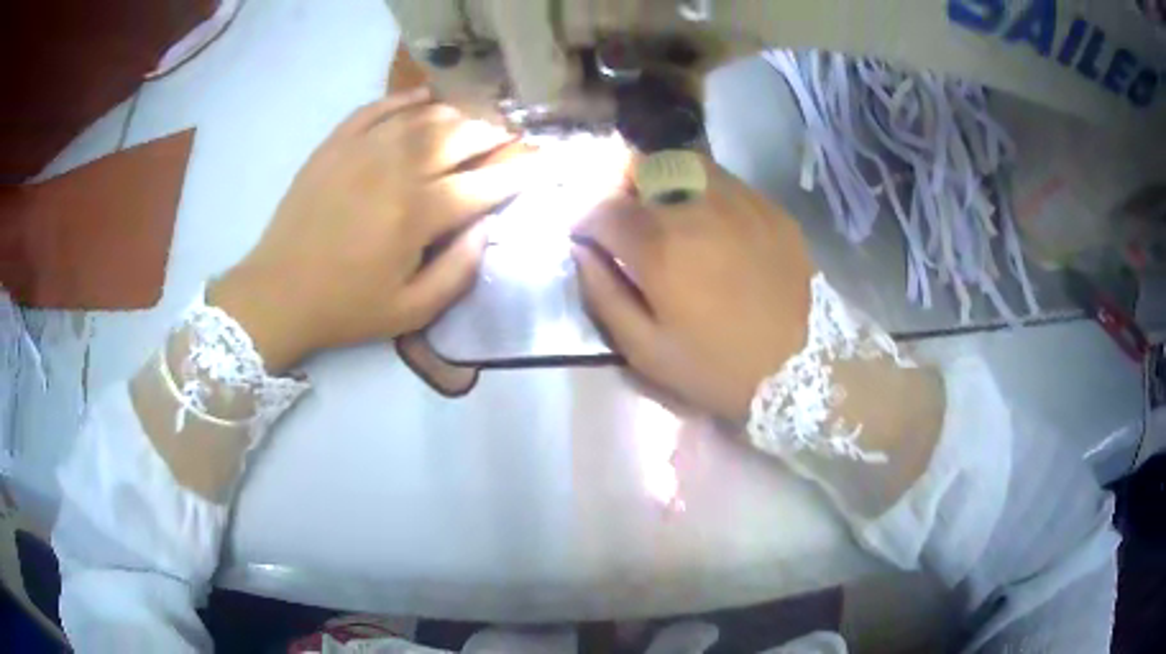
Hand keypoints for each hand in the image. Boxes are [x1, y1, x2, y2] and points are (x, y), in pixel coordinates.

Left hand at [208, 88, 531, 372]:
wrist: (278, 292)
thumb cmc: (346, 307)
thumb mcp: (411, 312)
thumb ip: (459, 272)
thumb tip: (488, 229)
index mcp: (419, 213)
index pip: (487, 184)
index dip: (523, 173)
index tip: (546, 163)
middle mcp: (398, 169)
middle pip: (461, 136)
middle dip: (495, 134)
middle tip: (509, 137)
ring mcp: (364, 149)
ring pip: (426, 115)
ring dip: (459, 115)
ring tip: (473, 122)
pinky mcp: (336, 143)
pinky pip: (379, 107)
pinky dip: (406, 98)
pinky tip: (423, 98)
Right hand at [572, 156, 816, 423]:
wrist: (804, 368)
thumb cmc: (718, 368)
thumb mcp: (647, 351)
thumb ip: (604, 294)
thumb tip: (582, 251)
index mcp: (660, 246)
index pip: (603, 208)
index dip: (585, 221)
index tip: (587, 239)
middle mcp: (697, 207)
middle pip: (641, 166)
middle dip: (619, 185)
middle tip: (623, 217)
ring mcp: (740, 200)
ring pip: (683, 162)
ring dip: (661, 180)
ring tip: (665, 212)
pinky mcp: (770, 207)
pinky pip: (723, 180)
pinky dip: (702, 190)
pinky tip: (710, 222)